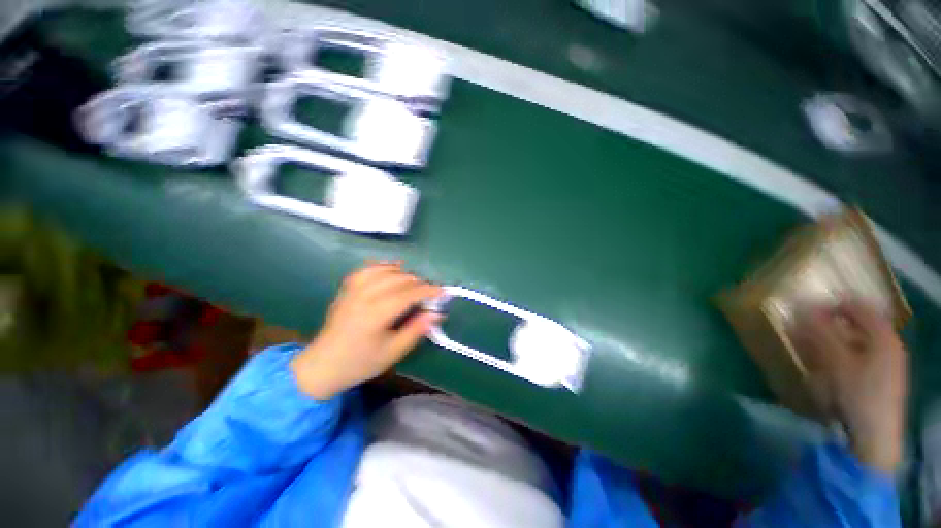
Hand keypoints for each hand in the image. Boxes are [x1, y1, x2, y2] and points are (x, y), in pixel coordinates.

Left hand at [291, 262, 442, 400]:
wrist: (323, 364)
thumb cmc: (360, 362)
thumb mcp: (393, 352)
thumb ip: (416, 330)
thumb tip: (436, 314)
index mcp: (376, 313)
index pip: (409, 294)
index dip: (429, 291)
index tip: (443, 292)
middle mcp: (364, 295)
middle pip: (399, 279)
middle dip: (419, 283)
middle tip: (429, 294)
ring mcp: (354, 289)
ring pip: (385, 270)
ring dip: (404, 273)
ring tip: (414, 283)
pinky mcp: (347, 288)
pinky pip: (368, 268)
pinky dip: (384, 266)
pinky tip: (393, 270)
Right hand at [794, 302, 907, 473]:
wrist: (874, 439)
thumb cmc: (856, 394)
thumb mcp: (834, 362)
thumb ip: (819, 332)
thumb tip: (802, 307)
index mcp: (883, 337)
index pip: (859, 306)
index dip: (833, 304)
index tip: (808, 309)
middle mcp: (889, 346)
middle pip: (859, 325)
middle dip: (832, 324)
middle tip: (807, 329)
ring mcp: (888, 365)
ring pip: (858, 342)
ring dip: (835, 341)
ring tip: (813, 349)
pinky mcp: (882, 381)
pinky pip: (860, 358)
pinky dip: (842, 357)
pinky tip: (828, 369)